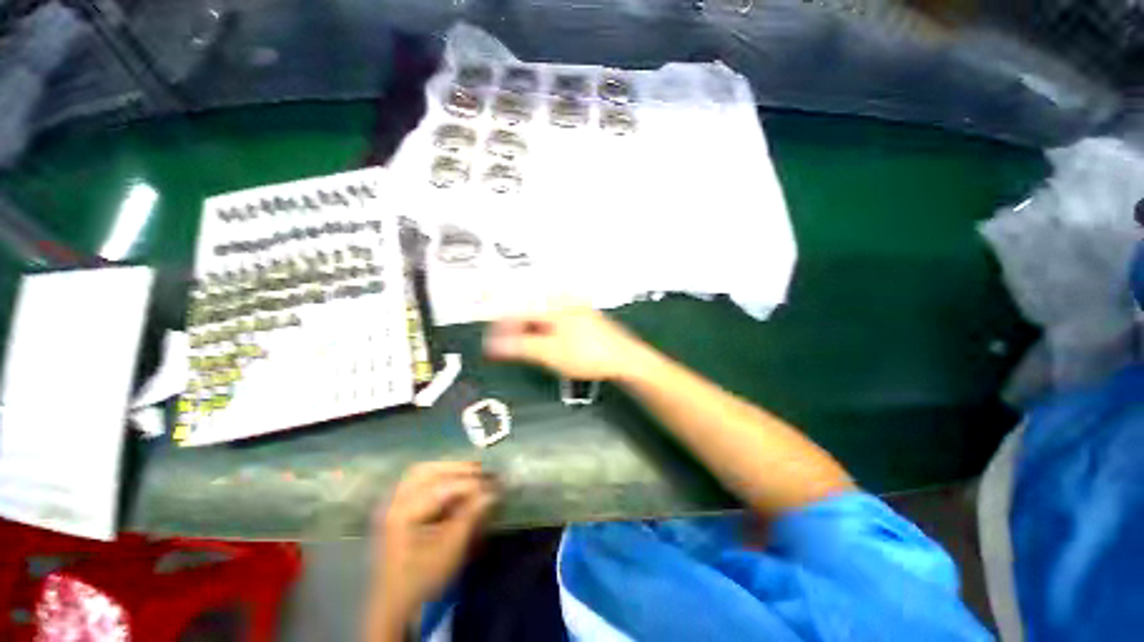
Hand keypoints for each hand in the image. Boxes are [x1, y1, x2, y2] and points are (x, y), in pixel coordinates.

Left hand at [367, 462, 498, 638]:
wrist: (393, 603)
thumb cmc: (422, 579)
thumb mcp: (450, 551)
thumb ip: (470, 517)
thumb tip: (492, 492)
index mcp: (403, 514)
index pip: (442, 488)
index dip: (471, 484)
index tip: (494, 484)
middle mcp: (393, 502)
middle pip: (428, 471)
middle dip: (458, 468)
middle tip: (483, 471)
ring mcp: (392, 503)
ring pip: (422, 471)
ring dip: (448, 468)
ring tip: (471, 473)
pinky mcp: (396, 507)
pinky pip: (418, 480)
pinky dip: (438, 476)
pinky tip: (453, 482)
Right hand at [484, 306, 647, 380]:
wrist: (624, 359)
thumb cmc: (588, 355)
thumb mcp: (550, 353)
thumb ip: (521, 347)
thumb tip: (494, 345)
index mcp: (554, 307)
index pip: (518, 313)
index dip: (501, 329)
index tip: (491, 344)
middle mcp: (563, 303)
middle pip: (530, 314)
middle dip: (515, 331)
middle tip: (505, 349)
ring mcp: (575, 310)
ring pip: (543, 319)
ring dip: (529, 334)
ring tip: (523, 350)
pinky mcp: (583, 320)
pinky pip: (556, 323)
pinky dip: (545, 334)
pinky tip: (546, 346)